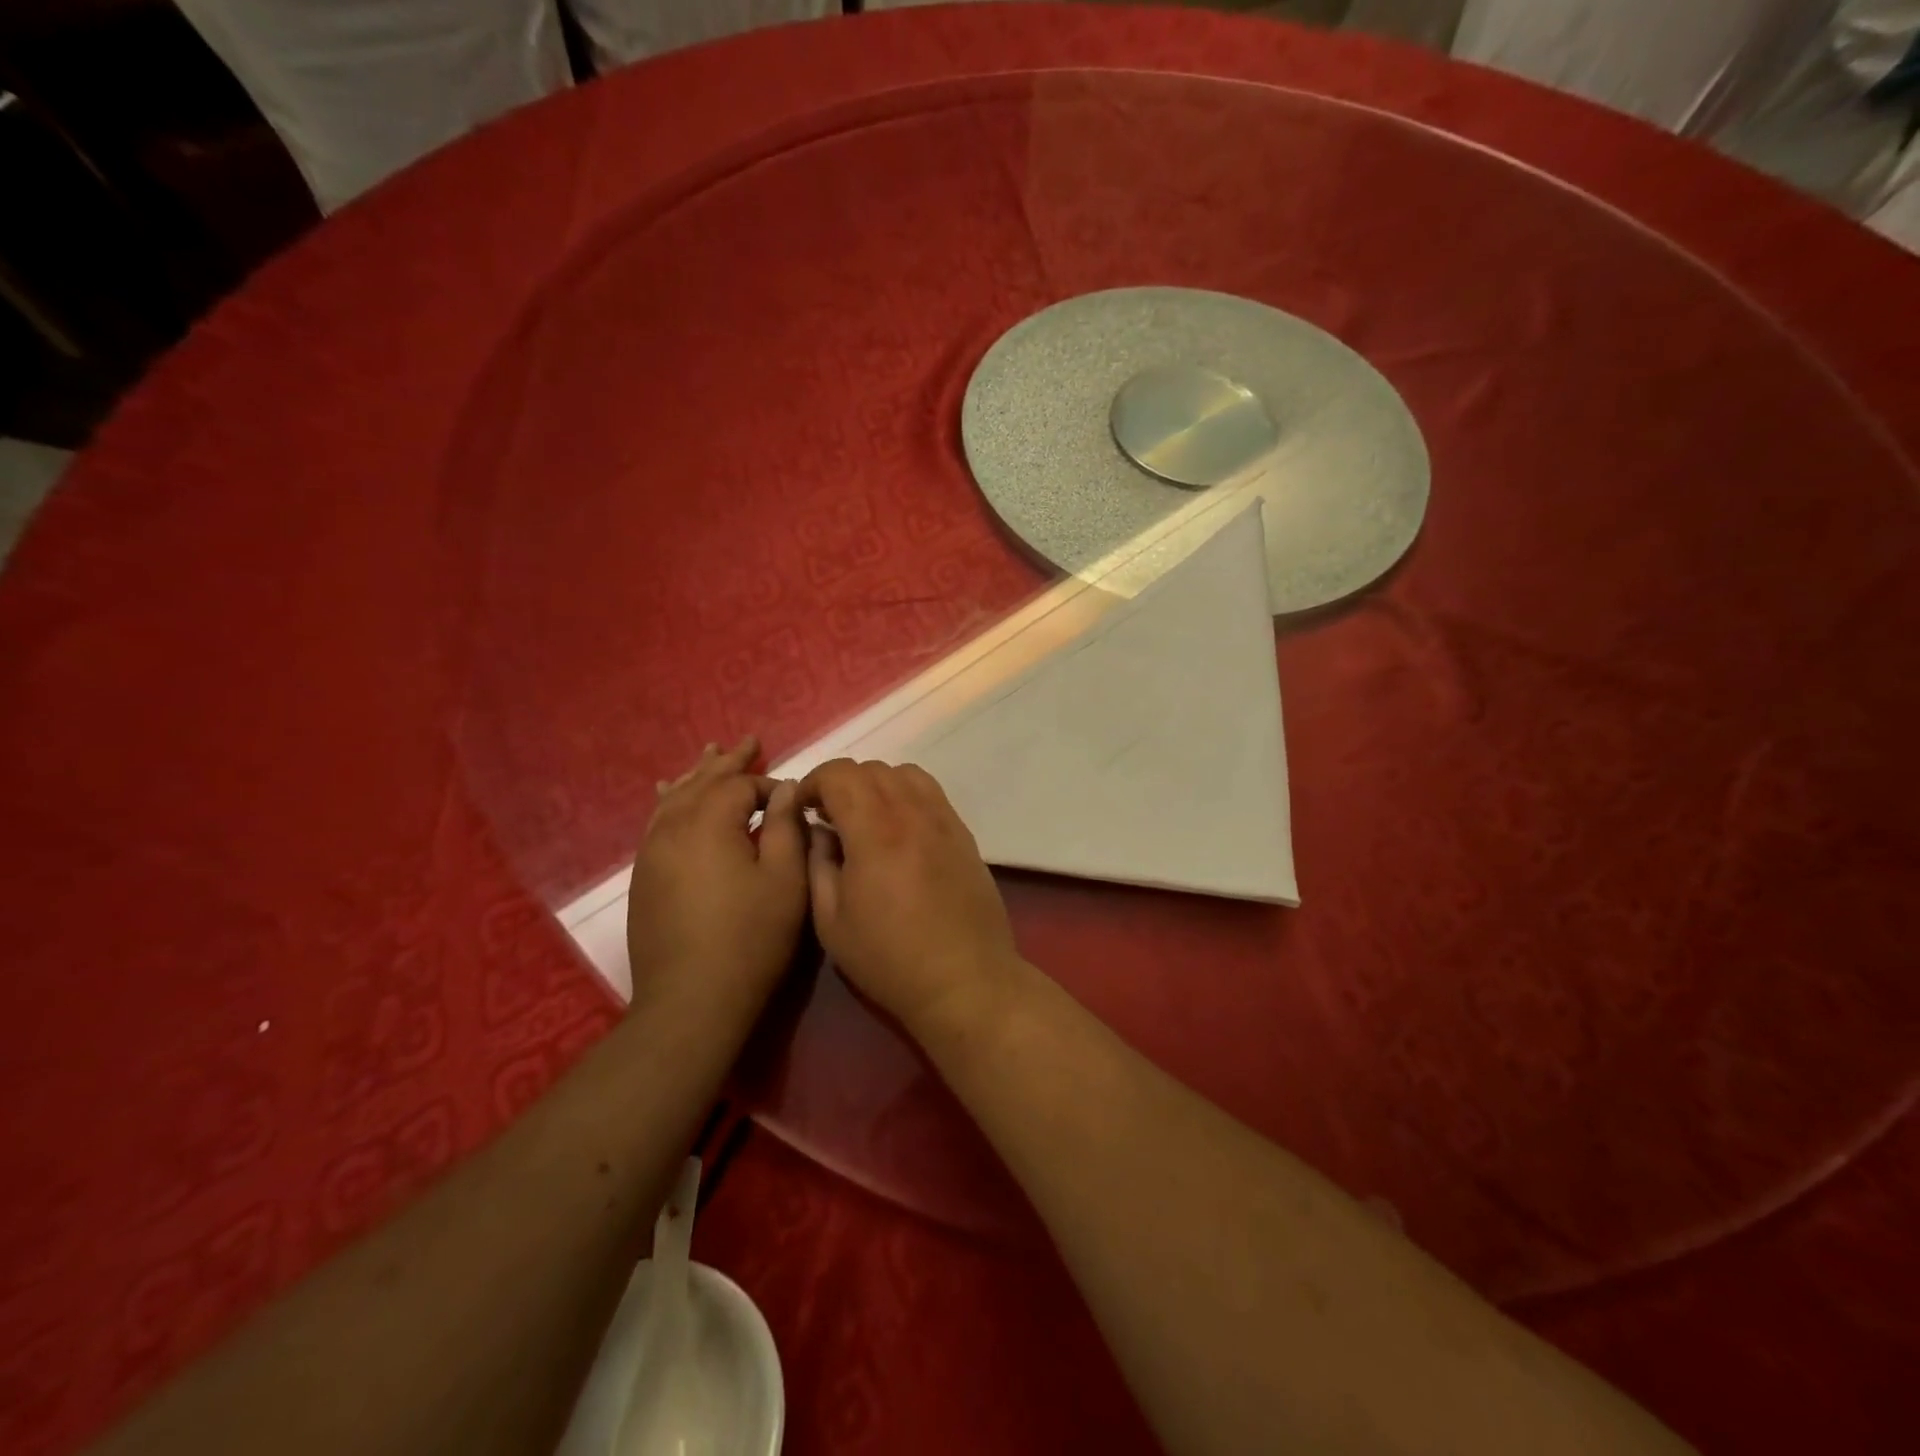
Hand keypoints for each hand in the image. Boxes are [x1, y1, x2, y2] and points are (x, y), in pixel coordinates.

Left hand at [627, 737, 807, 1010]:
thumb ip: (788, 827)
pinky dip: (669, 800)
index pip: (741, 785)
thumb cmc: (750, 938)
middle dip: (728, 762)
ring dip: (696, 775)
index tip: (793, 803)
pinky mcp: (644, 876)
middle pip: (702, 782)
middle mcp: (673, 827)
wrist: (691, 1000)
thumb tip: (786, 788)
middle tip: (748, 741)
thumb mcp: (786, 881)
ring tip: (709, 753)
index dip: (770, 787)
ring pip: (674, 797)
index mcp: (710, 823)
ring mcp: (651, 852)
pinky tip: (667, 794)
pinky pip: (656, 821)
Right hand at [798, 759, 1029, 1044]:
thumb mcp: (832, 921)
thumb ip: (818, 864)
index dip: (814, 782)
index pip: (840, 774)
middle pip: (871, 769)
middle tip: (828, 816)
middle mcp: (912, 812)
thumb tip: (819, 831)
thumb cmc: (889, 958)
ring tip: (864, 818)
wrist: (964, 979)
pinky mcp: (963, 833)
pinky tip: (898, 828)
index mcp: (875, 830)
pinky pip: (930, 793)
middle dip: (841, 783)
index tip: (803, 808)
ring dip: (876, 785)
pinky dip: (906, 794)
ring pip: (904, 774)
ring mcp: (943, 819)